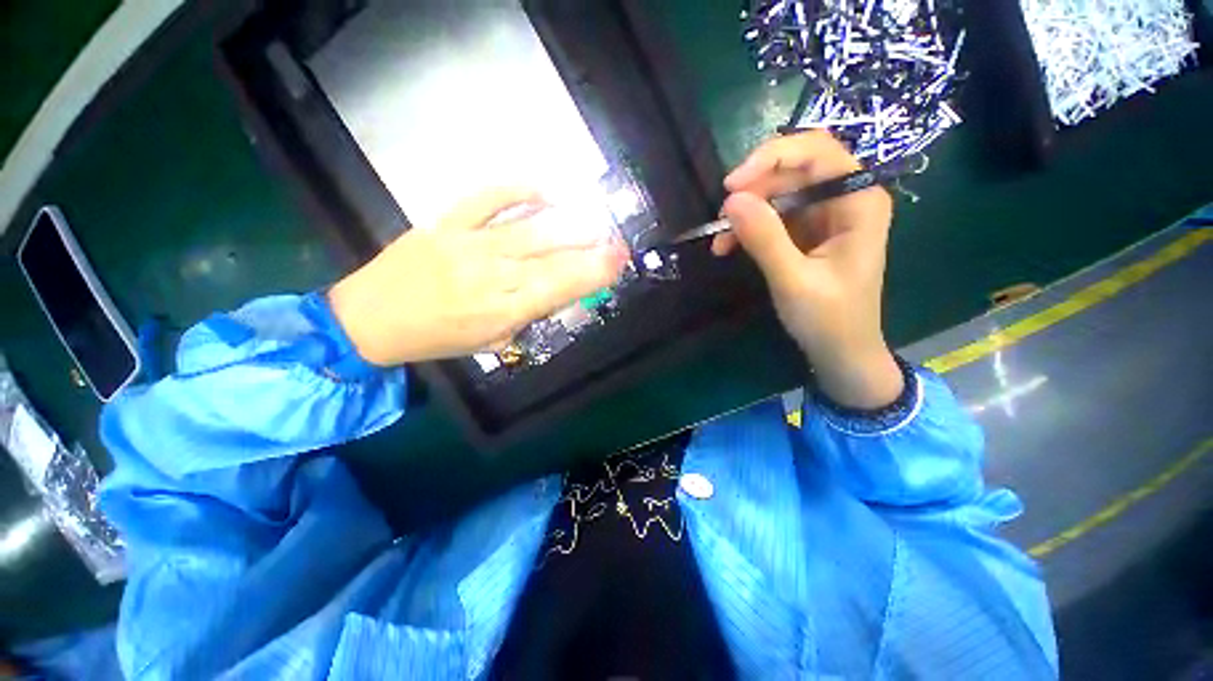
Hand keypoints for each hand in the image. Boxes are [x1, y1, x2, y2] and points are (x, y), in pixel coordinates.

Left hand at [328, 188, 629, 365]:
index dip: (593, 273)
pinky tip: (546, 190)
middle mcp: (490, 277)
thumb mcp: (490, 343)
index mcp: (501, 312)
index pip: (558, 288)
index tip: (618, 262)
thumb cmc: (436, 339)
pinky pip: (486, 198)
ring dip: (568, 223)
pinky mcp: (445, 222)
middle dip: (591, 248)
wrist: (369, 319)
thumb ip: (527, 318)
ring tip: (595, 219)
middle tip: (618, 240)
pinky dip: (518, 189)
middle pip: (551, 258)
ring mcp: (467, 245)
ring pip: (529, 229)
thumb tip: (559, 293)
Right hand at [715, 131, 902, 408]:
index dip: (771, 158)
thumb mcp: (793, 280)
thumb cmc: (828, 319)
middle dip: (752, 190)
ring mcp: (825, 215)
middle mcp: (845, 198)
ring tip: (720, 241)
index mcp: (858, 200)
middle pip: (793, 170)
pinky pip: (773, 217)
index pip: (816, 151)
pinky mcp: (808, 233)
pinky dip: (749, 228)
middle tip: (721, 219)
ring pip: (778, 193)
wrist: (841, 352)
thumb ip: (764, 238)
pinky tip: (728, 246)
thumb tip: (730, 200)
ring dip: (745, 213)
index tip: (731, 186)